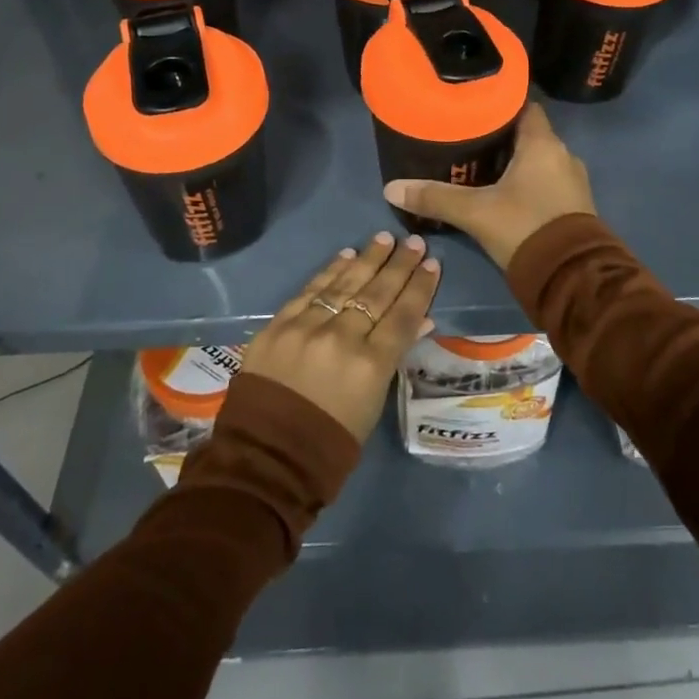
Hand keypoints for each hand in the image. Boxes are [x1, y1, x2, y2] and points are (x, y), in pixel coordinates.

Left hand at [238, 231, 440, 441]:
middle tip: (415, 243)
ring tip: (385, 239)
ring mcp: (306, 328)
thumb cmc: (330, 442)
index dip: (420, 288)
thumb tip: (421, 321)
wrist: (266, 458)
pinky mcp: (277, 326)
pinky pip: (309, 291)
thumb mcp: (373, 403)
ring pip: (344, 284)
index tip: (432, 264)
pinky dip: (329, 272)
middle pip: (377, 293)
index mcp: (370, 365)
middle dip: (399, 265)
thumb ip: (393, 357)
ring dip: (368, 259)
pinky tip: (346, 256)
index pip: (403, 315)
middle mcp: (341, 338)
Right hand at [383, 103, 595, 269]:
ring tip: (481, 167)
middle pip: (528, 134)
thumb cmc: (524, 228)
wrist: (572, 278)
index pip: (525, 107)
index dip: (501, 104)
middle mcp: (563, 154)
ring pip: (539, 160)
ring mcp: (573, 181)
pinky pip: (548, 181)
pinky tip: (504, 193)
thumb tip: (391, 188)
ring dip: (515, 162)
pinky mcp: (576, 205)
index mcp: (543, 143)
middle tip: (467, 140)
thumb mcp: (475, 212)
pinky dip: (528, 182)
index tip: (475, 108)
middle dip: (501, 137)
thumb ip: (435, 197)